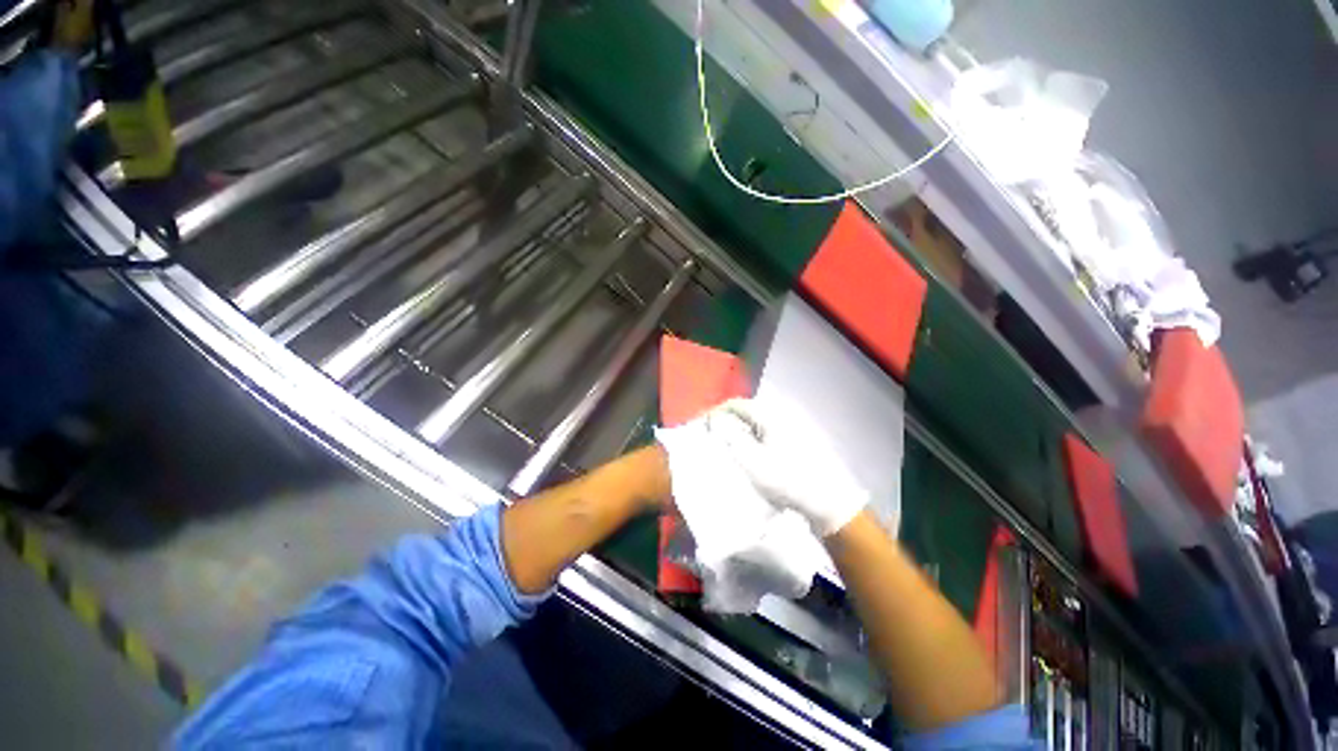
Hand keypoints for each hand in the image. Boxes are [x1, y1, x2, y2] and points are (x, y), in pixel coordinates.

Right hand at [659, 399, 866, 537]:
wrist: (829, 502)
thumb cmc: (788, 480)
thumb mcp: (753, 461)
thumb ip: (731, 438)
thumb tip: (717, 421)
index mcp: (771, 415)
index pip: (736, 404)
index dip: (716, 413)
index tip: (702, 427)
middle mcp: (782, 414)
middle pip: (746, 411)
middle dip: (727, 421)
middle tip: (712, 438)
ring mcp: (791, 426)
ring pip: (757, 422)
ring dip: (740, 430)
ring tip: (726, 446)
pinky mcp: (796, 439)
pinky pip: (767, 432)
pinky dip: (753, 438)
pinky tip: (749, 454)